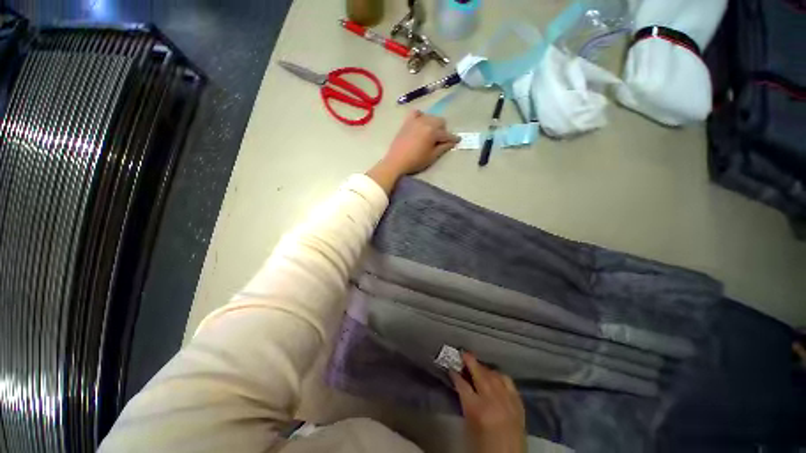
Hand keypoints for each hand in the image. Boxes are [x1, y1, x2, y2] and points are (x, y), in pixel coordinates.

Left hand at [367, 111, 459, 192]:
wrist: (396, 161)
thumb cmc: (415, 161)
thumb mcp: (432, 156)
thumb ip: (443, 147)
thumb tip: (452, 142)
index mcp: (432, 131)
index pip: (447, 134)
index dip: (453, 138)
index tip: (458, 140)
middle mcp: (425, 122)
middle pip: (440, 121)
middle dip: (443, 130)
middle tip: (440, 140)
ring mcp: (415, 120)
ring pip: (430, 116)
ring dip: (433, 124)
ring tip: (430, 134)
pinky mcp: (407, 122)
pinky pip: (416, 113)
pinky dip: (420, 116)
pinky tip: (420, 124)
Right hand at [451, 352, 525, 452]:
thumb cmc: (483, 447)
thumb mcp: (469, 426)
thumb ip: (465, 403)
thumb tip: (460, 384)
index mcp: (478, 410)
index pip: (463, 385)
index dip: (455, 375)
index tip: (451, 367)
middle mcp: (494, 402)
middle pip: (480, 375)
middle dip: (471, 362)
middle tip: (463, 353)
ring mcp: (509, 402)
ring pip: (495, 376)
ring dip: (485, 368)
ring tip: (478, 365)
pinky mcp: (519, 404)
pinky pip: (509, 383)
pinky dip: (500, 376)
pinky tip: (495, 375)